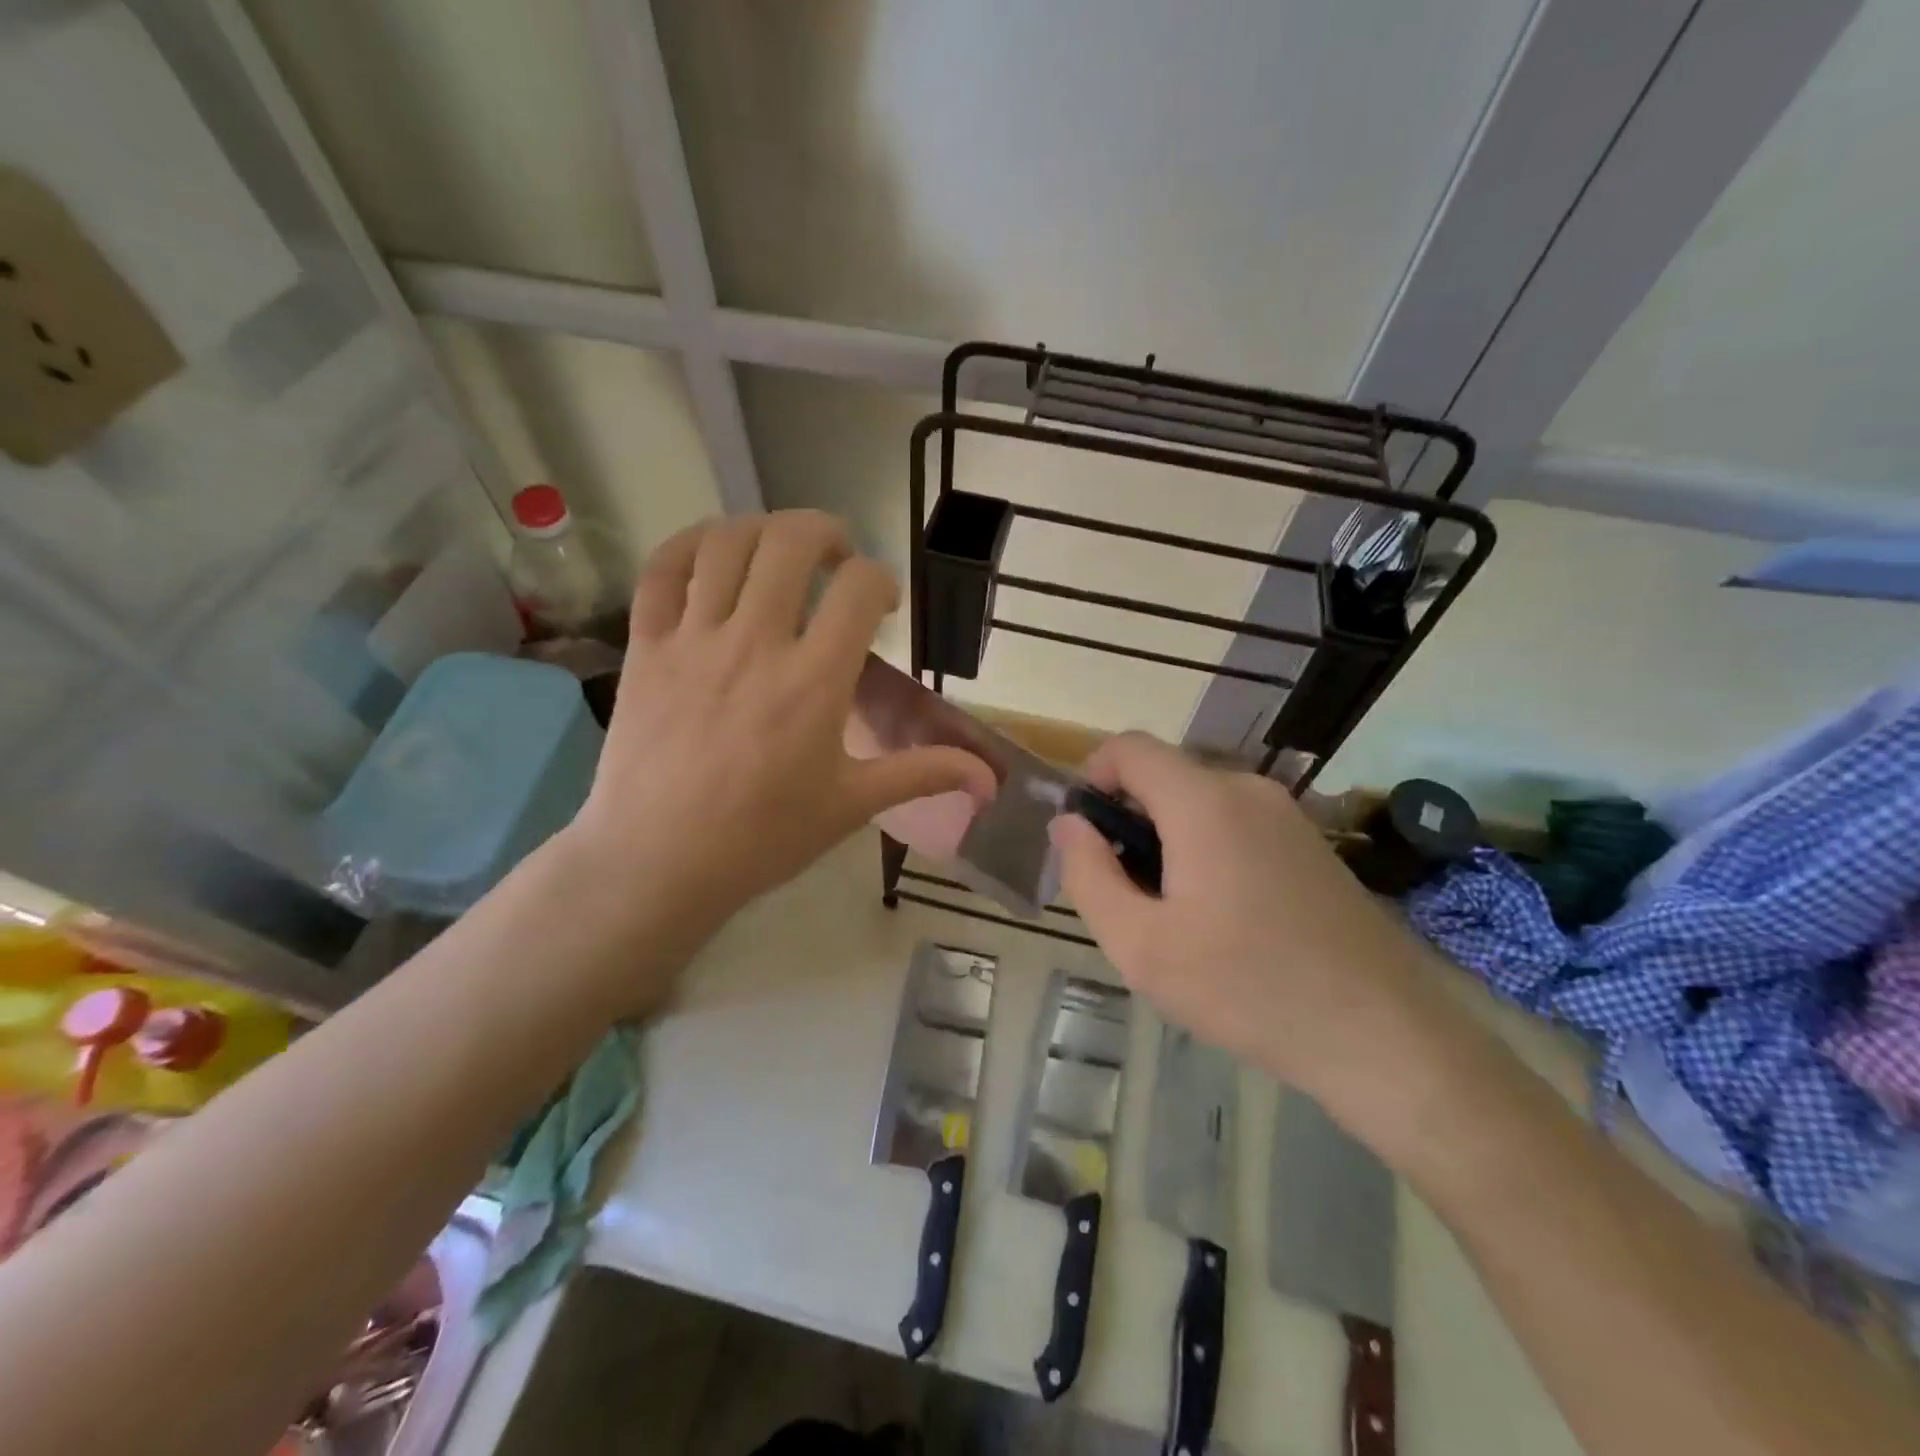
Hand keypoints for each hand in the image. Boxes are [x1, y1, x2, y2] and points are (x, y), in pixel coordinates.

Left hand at [564, 513, 995, 997]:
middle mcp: (756, 643)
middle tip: (836, 556)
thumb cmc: (763, 837)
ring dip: (762, 528)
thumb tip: (988, 779)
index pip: (858, 588)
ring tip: (778, 550)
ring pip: (726, 543)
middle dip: (825, 532)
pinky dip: (689, 544)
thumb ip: (922, 774)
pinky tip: (712, 553)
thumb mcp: (851, 805)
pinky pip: (661, 570)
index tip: (881, 606)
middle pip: (791, 542)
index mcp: (814, 681)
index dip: (880, 580)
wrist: (658, 862)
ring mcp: (694, 639)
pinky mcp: (646, 647)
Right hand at [1049, 733, 1436, 1115]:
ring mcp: (1288, 815)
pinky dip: (1208, 851)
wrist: (1385, 1037)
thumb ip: (1088, 875)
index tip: (1085, 837)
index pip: (1129, 748)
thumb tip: (1067, 824)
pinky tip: (1224, 922)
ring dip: (1168, 841)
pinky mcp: (1310, 844)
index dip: (1092, 778)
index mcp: (1204, 801)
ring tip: (1176, 918)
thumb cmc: (1247, 989)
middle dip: (1129, 822)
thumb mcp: (1141, 946)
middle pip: (1164, 777)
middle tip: (1128, 896)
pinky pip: (1237, 825)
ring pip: (1200, 804)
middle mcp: (1248, 790)